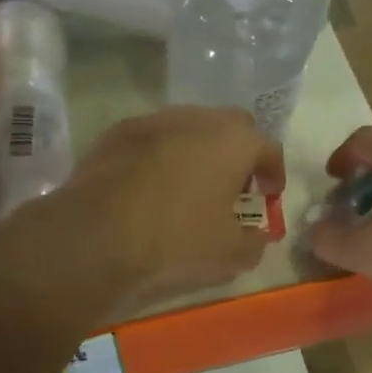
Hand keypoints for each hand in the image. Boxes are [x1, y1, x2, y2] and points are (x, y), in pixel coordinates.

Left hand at [65, 106, 283, 307]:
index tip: (269, 195)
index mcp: (234, 141)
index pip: (268, 148)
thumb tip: (257, 237)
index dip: (274, 173)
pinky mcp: (118, 131)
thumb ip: (254, 243)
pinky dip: (161, 154)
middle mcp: (198, 118)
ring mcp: (155, 120)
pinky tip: (151, 185)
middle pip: (230, 126)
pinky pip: (153, 138)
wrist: (97, 233)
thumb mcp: (229, 254)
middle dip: (238, 152)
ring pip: (189, 126)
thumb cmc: (177, 238)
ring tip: (190, 184)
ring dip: (198, 149)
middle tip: (232, 185)